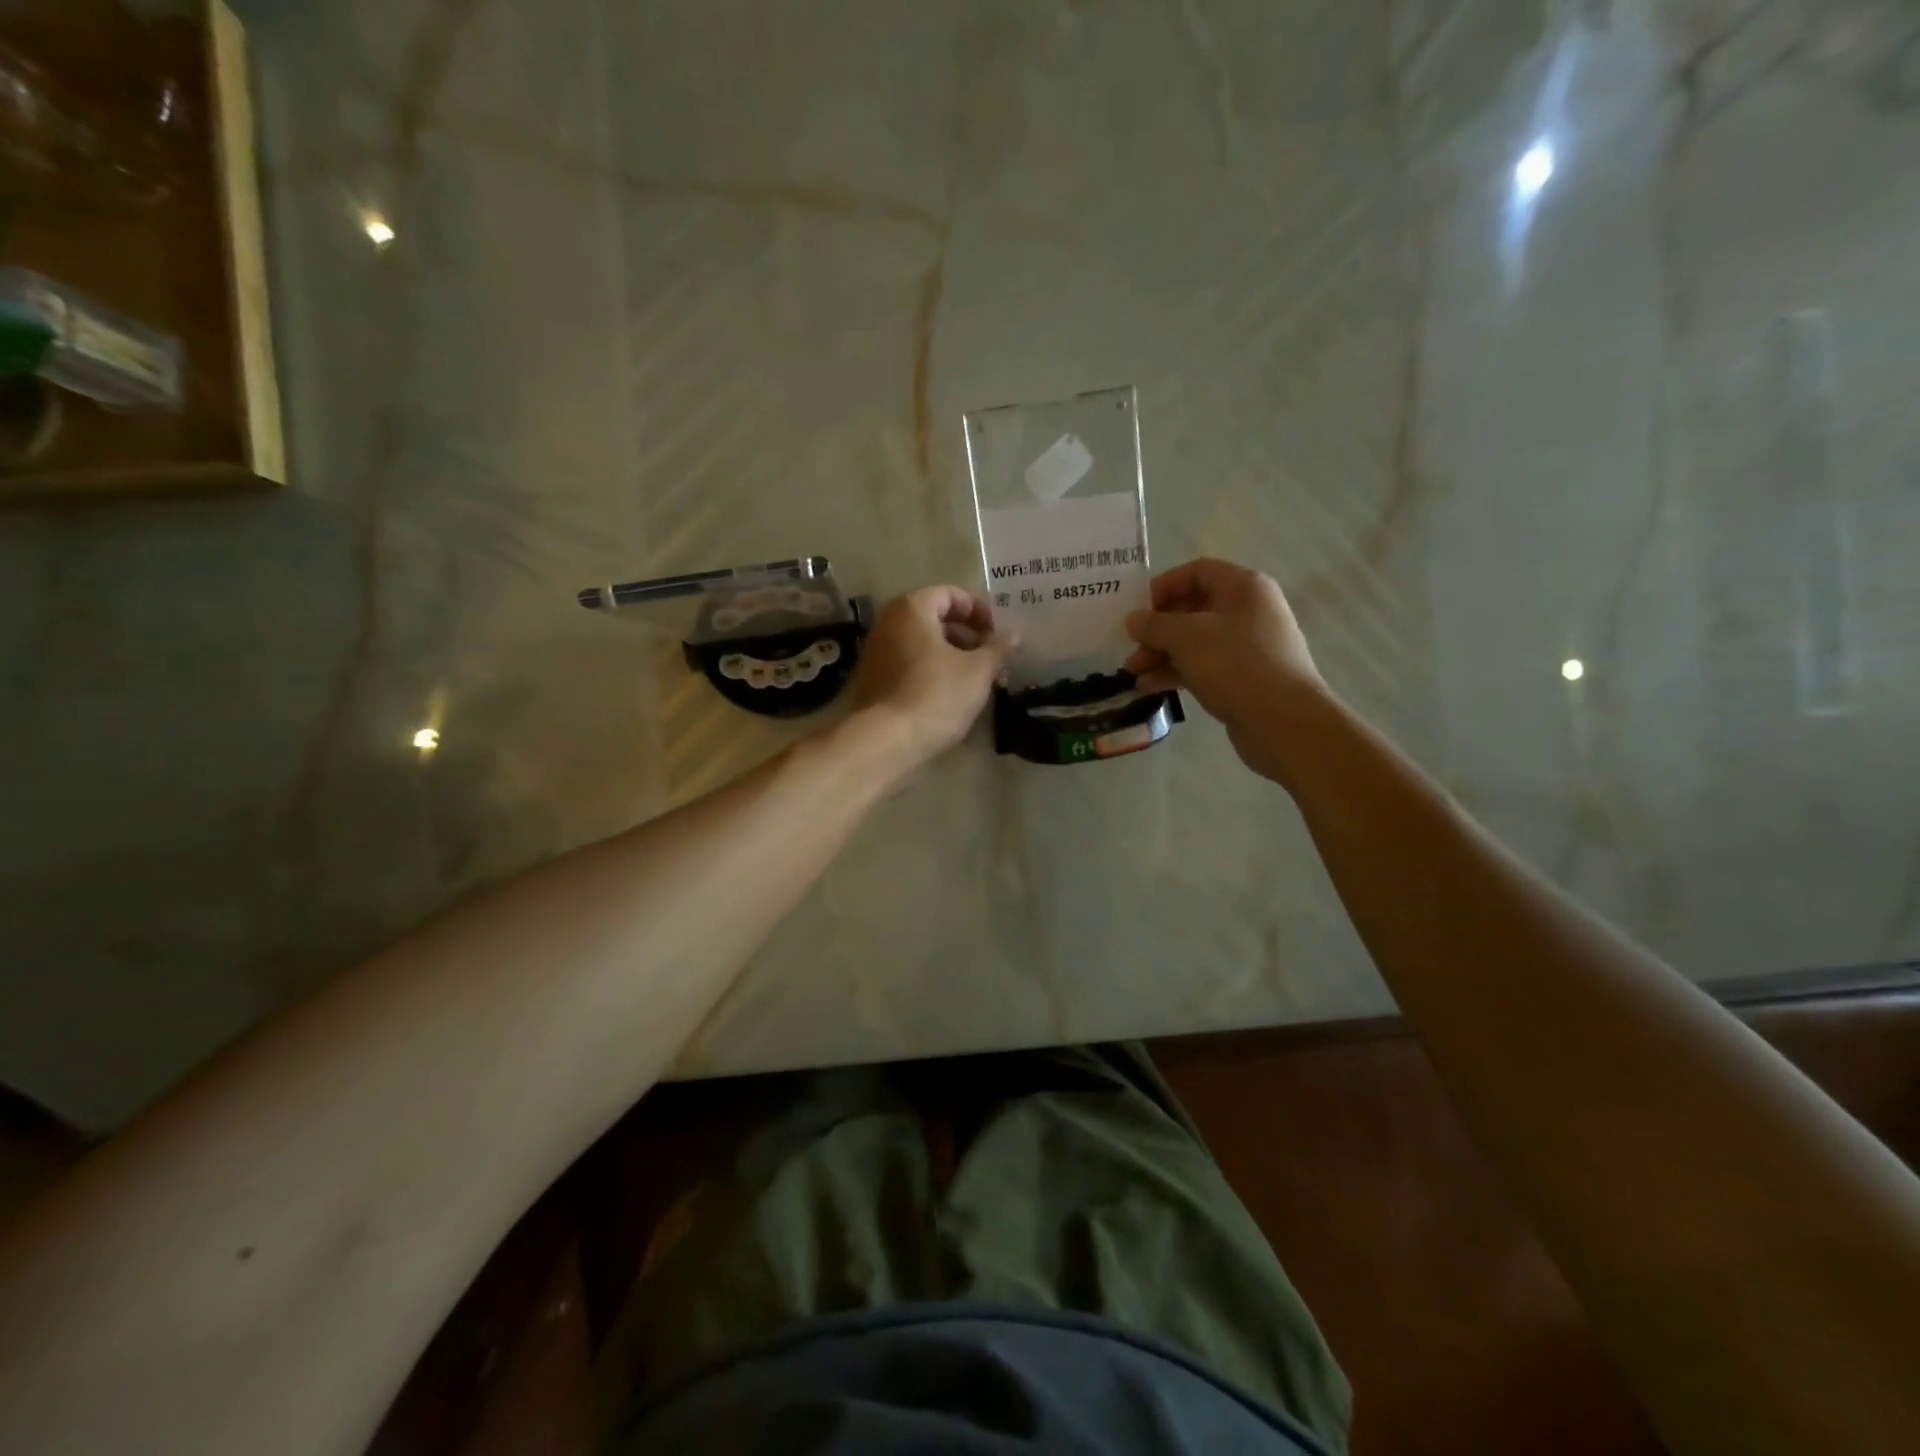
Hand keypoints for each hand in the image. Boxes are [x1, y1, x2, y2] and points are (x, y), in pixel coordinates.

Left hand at [849, 585, 1015, 776]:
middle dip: (966, 634)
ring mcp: (876, 652)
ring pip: (921, 643)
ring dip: (950, 654)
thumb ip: (997, 649)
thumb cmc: (936, 695)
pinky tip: (950, 694)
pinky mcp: (872, 680)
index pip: (950, 594)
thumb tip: (1015, 635)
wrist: (886, 741)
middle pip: (934, 617)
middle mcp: (888, 622)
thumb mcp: (978, 671)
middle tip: (990, 657)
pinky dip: (931, 670)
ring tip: (975, 678)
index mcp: (912, 609)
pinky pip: (908, 664)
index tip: (997, 634)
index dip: (979, 610)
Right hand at [1124, 558, 1326, 781]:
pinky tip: (1151, 687)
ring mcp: (1247, 645)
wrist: (1284, 721)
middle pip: (1192, 608)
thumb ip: (1154, 625)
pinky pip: (1203, 665)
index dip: (1163, 586)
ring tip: (1134, 674)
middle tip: (1131, 648)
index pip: (1196, 572)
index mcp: (1243, 587)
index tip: (1136, 610)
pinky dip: (1177, 672)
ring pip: (1195, 641)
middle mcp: (1248, 610)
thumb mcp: (1187, 638)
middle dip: (1157, 629)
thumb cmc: (1236, 665)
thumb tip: (1133, 620)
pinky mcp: (1243, 677)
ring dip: (1162, 654)